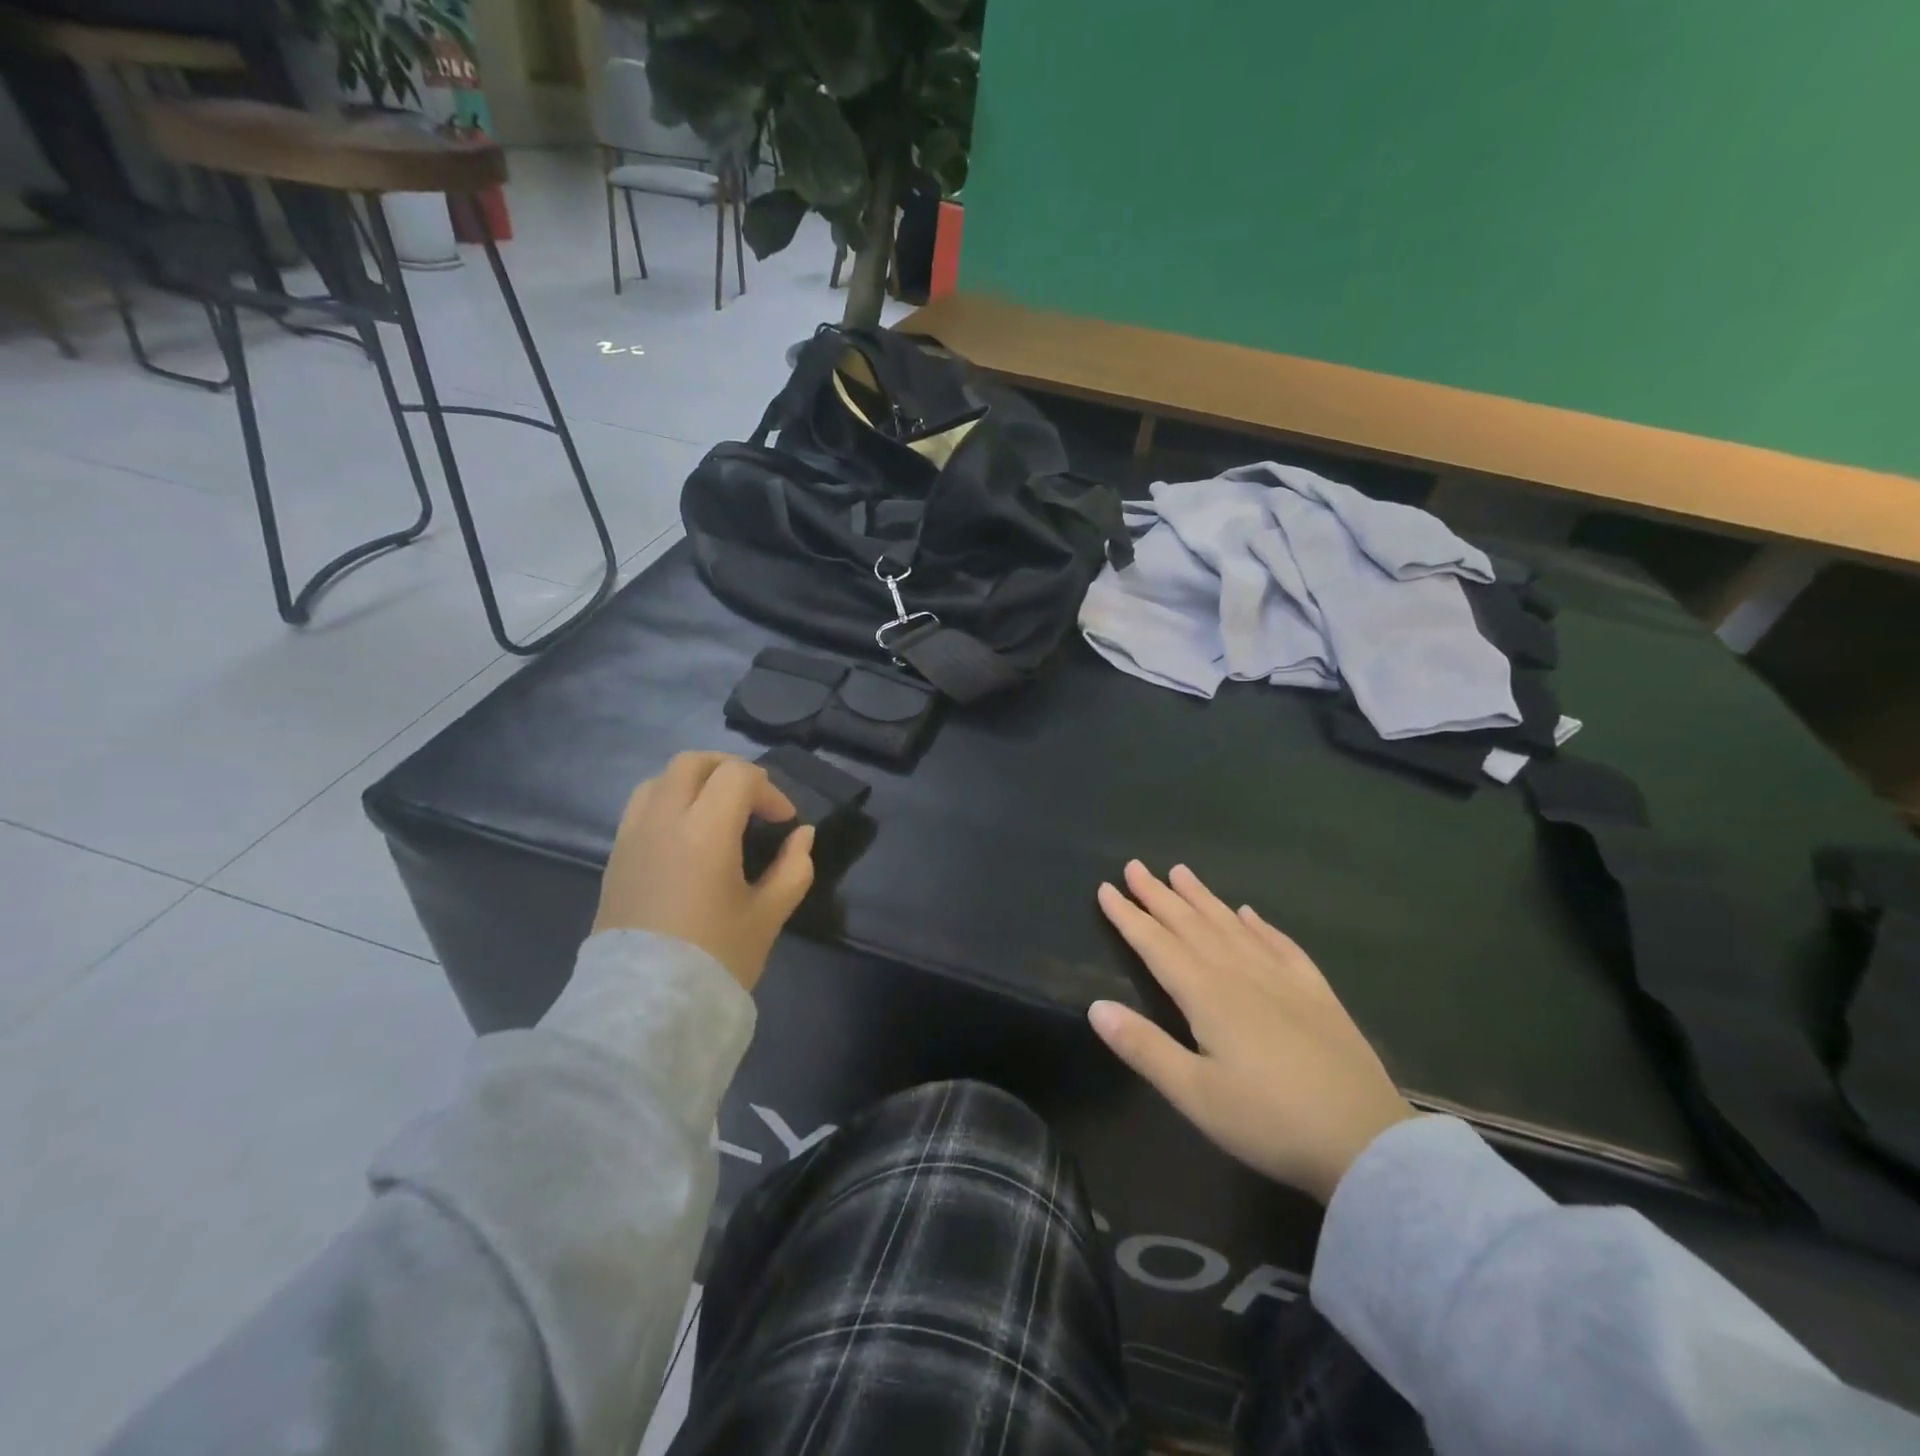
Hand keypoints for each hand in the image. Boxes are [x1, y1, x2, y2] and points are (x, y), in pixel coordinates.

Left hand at [592, 751, 814, 992]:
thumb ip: (793, 868)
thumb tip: (802, 836)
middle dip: (730, 770)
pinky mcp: (615, 857)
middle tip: (753, 799)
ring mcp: (632, 837)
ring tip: (716, 812)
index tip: (784, 822)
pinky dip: (668, 803)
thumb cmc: (715, 958)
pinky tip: (686, 837)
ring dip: (694, 782)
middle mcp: (662, 820)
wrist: (644, 1007)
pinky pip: (641, 807)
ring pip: (660, 779)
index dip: (769, 790)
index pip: (738, 776)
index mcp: (704, 830)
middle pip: (693, 762)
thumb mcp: (768, 915)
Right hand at [1091, 861, 1416, 1203]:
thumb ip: (1143, 1047)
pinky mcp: (1317, 994)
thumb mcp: (1195, 1095)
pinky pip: (1281, 945)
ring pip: (1232, 926)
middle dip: (1159, 895)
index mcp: (1208, 995)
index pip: (1157, 945)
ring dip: (1203, 898)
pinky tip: (1250, 913)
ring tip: (1181, 871)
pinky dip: (1261, 925)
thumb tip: (1096, 1006)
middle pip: (1192, 925)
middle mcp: (1241, 974)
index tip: (1106, 887)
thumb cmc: (1269, 1122)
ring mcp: (1283, 980)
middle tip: (1135, 866)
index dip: (1129, 916)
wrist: (1366, 1143)